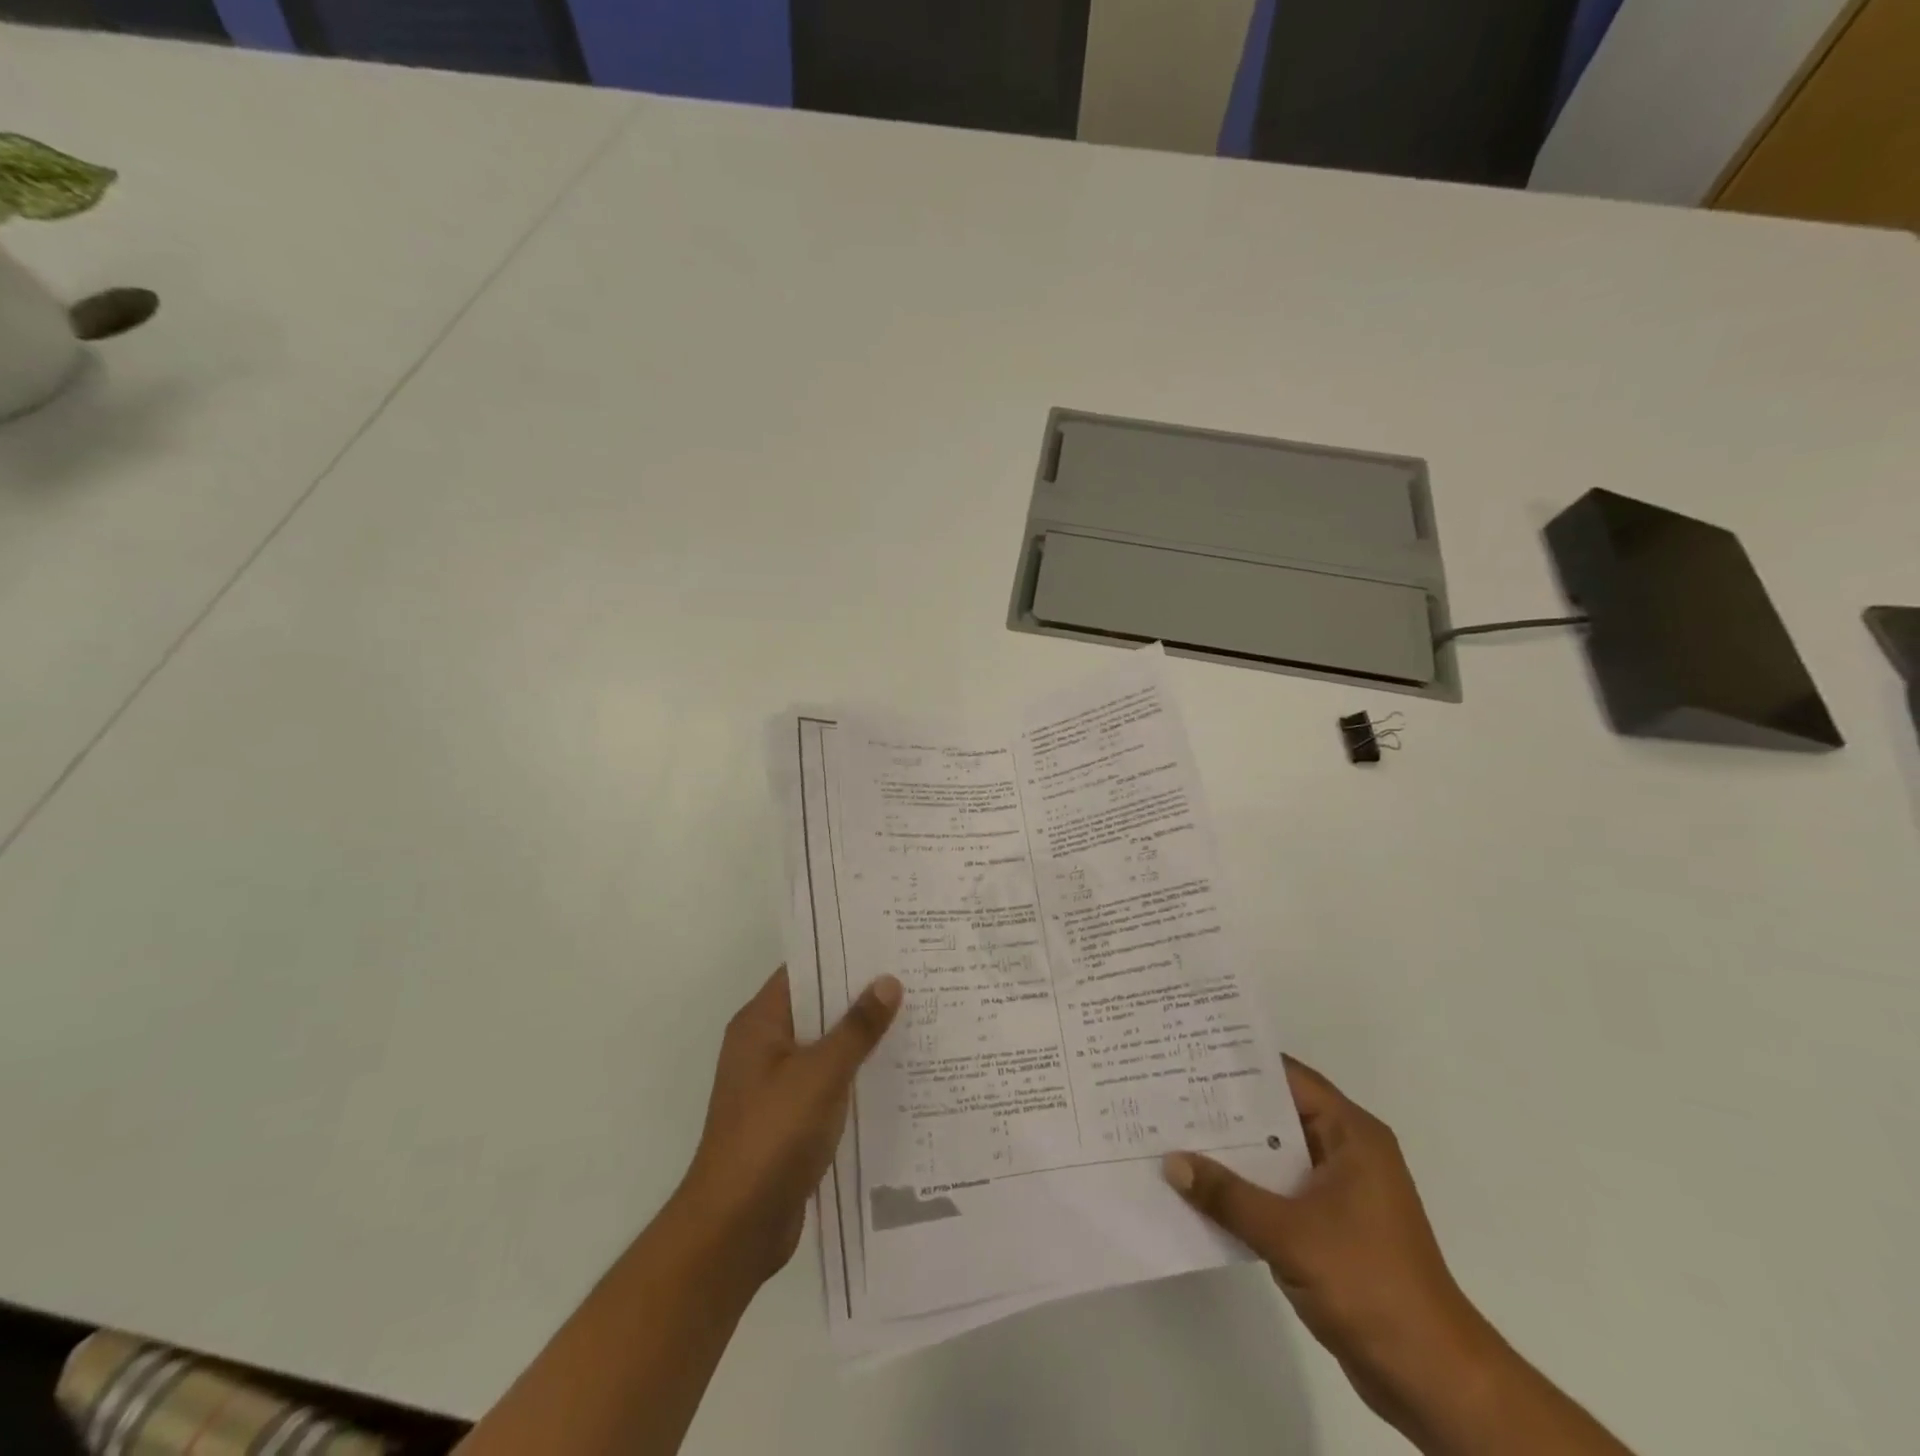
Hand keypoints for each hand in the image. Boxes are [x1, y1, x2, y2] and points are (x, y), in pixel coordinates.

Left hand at [675, 966, 902, 1285]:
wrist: (735, 1229)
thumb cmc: (772, 1136)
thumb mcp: (820, 1074)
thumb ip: (856, 1028)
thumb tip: (888, 981)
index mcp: (760, 1024)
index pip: (804, 971)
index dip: (842, 954)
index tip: (887, 942)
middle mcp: (765, 1046)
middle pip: (817, 1007)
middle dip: (861, 995)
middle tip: (914, 976)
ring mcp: (776, 1084)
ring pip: (826, 1046)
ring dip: (862, 1037)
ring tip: (917, 1017)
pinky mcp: (790, 1118)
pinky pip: (829, 1081)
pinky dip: (856, 1074)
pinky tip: (897, 1072)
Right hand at [1164, 1059, 1497, 1442]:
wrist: (1431, 1379)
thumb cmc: (1368, 1284)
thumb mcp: (1289, 1234)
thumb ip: (1227, 1195)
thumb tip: (1171, 1162)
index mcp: (1351, 1135)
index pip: (1288, 1078)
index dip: (1240, 1064)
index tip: (1191, 1053)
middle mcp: (1346, 1153)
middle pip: (1277, 1114)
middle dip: (1226, 1107)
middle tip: (1170, 1089)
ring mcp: (1338, 1192)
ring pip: (1274, 1154)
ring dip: (1232, 1151)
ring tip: (1174, 1132)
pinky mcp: (1329, 1228)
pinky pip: (1276, 1191)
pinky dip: (1244, 1188)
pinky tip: (1200, 1187)